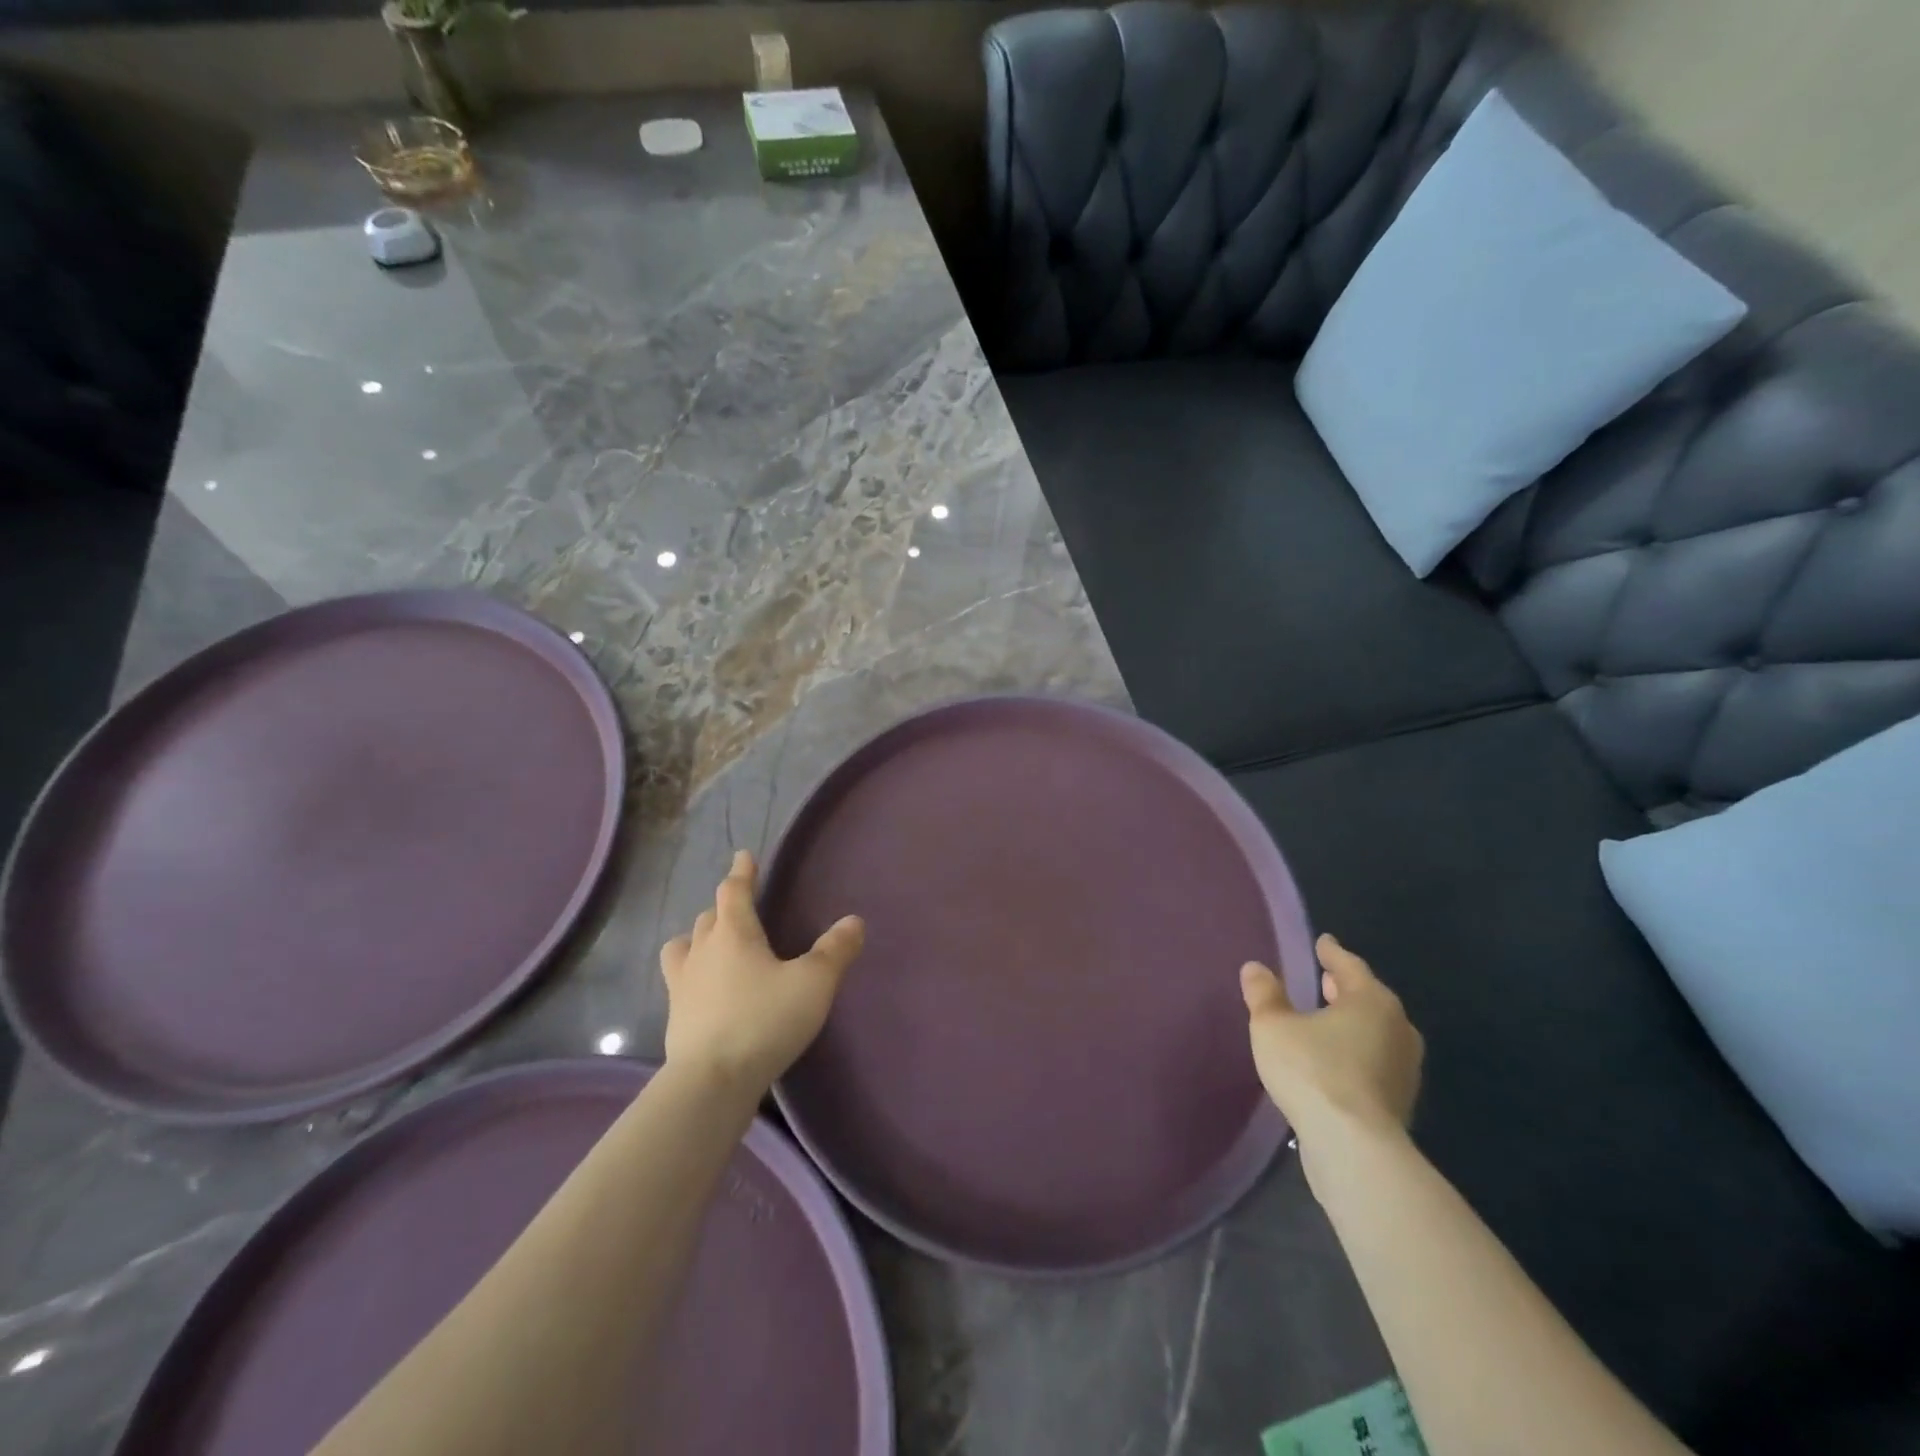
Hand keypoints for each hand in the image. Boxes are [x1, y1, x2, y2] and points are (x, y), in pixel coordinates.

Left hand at [659, 850, 864, 1096]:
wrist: (712, 1082)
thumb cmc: (765, 1020)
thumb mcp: (813, 983)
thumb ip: (835, 951)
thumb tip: (854, 921)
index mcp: (734, 933)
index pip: (734, 891)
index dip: (741, 872)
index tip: (743, 856)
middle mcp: (702, 951)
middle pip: (709, 917)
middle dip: (723, 907)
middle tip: (739, 907)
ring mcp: (682, 985)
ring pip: (684, 947)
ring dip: (698, 939)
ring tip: (713, 946)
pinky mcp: (675, 1018)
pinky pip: (681, 982)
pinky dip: (694, 976)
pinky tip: (708, 993)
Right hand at [1241, 934, 1423, 1171]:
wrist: (1354, 1148)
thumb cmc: (1313, 1071)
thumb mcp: (1273, 1025)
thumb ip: (1264, 994)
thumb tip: (1255, 968)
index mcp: (1371, 1001)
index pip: (1349, 965)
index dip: (1331, 953)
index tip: (1322, 942)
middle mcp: (1397, 1028)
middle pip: (1368, 998)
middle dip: (1344, 988)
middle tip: (1324, 979)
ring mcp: (1404, 1068)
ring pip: (1375, 1031)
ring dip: (1352, 1022)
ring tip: (1326, 1019)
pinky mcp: (1399, 1101)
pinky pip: (1374, 1061)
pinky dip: (1355, 1051)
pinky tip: (1334, 1059)